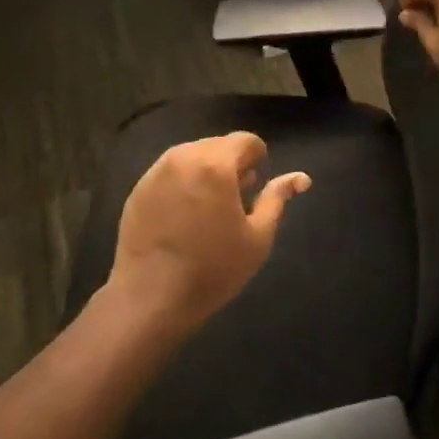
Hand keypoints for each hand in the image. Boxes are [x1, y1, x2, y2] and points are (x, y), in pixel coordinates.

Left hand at [108, 132, 309, 331]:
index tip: (256, 185)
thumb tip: (300, 178)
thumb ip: (277, 199)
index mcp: (215, 165)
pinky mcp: (138, 189)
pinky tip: (183, 216)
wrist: (150, 298)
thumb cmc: (213, 269)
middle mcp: (183, 158)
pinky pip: (169, 173)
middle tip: (236, 200)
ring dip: (206, 171)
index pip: (245, 141)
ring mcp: (155, 172)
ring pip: (191, 157)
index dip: (258, 158)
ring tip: (210, 208)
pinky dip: (183, 183)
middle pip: (217, 145)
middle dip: (231, 164)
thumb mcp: (257, 237)